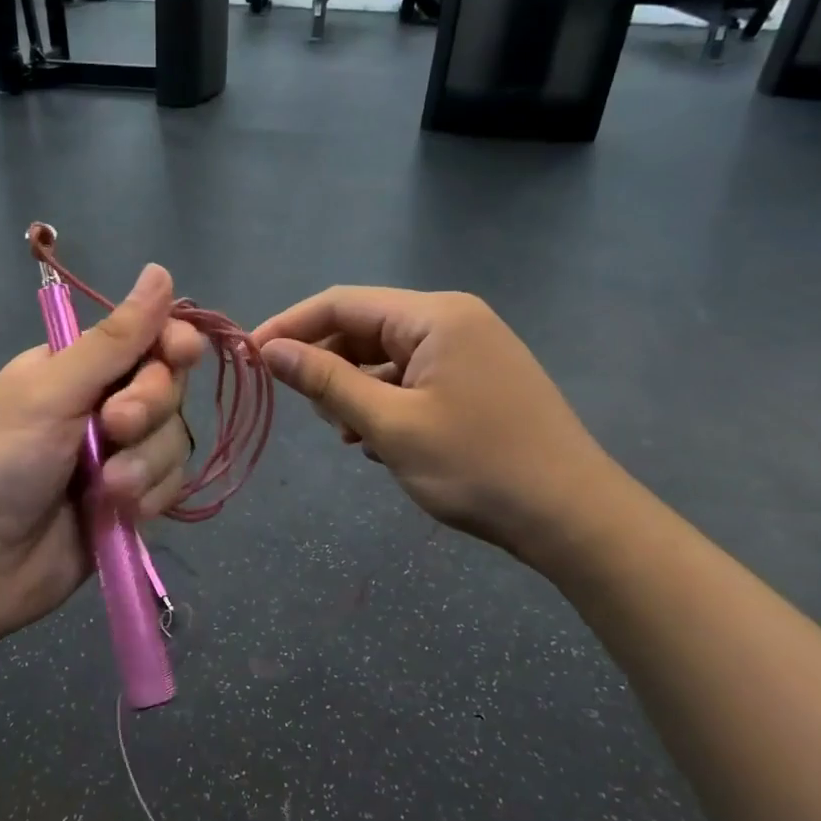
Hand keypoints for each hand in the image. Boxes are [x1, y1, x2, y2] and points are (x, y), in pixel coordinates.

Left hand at [0, 265, 205, 650]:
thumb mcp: (50, 393)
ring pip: (173, 440)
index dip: (171, 343)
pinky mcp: (129, 503)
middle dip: (149, 408)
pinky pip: (168, 485)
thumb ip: (114, 341)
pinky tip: (115, 512)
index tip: (180, 353)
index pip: (146, 339)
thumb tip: (161, 271)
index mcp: (76, 368)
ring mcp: (118, 457)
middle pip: (168, 389)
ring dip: (145, 463)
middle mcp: (101, 406)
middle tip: (114, 427)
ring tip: (104, 489)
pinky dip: (148, 496)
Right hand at [251, 287, 622, 566]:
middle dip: (328, 366)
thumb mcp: (390, 425)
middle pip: (364, 328)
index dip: (290, 327)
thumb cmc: (476, 465)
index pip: (342, 303)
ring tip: (350, 436)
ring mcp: (469, 350)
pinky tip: (379, 442)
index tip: (250, 358)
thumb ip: (326, 381)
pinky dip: (385, 403)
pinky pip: (411, 378)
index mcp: (435, 316)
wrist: (571, 517)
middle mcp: (453, 320)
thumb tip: (271, 350)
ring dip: (355, 391)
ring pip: (386, 358)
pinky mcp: (476, 380)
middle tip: (314, 414)